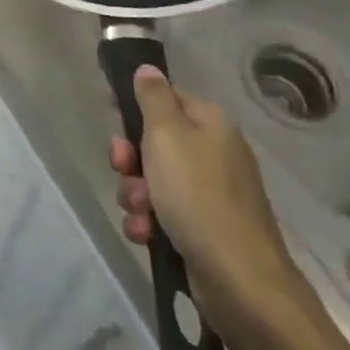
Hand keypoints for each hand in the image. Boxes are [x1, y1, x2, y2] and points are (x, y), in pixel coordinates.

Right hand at [110, 66, 307, 338]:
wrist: (240, 281)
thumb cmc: (198, 195)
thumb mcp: (167, 135)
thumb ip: (153, 97)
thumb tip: (148, 68)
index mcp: (210, 123)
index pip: (166, 96)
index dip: (135, 103)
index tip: (109, 113)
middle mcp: (213, 153)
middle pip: (154, 140)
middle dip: (130, 157)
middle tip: (122, 167)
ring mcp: (209, 193)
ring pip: (153, 179)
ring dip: (135, 193)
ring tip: (139, 211)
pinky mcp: (203, 229)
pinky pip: (163, 213)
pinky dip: (148, 221)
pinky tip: (145, 233)